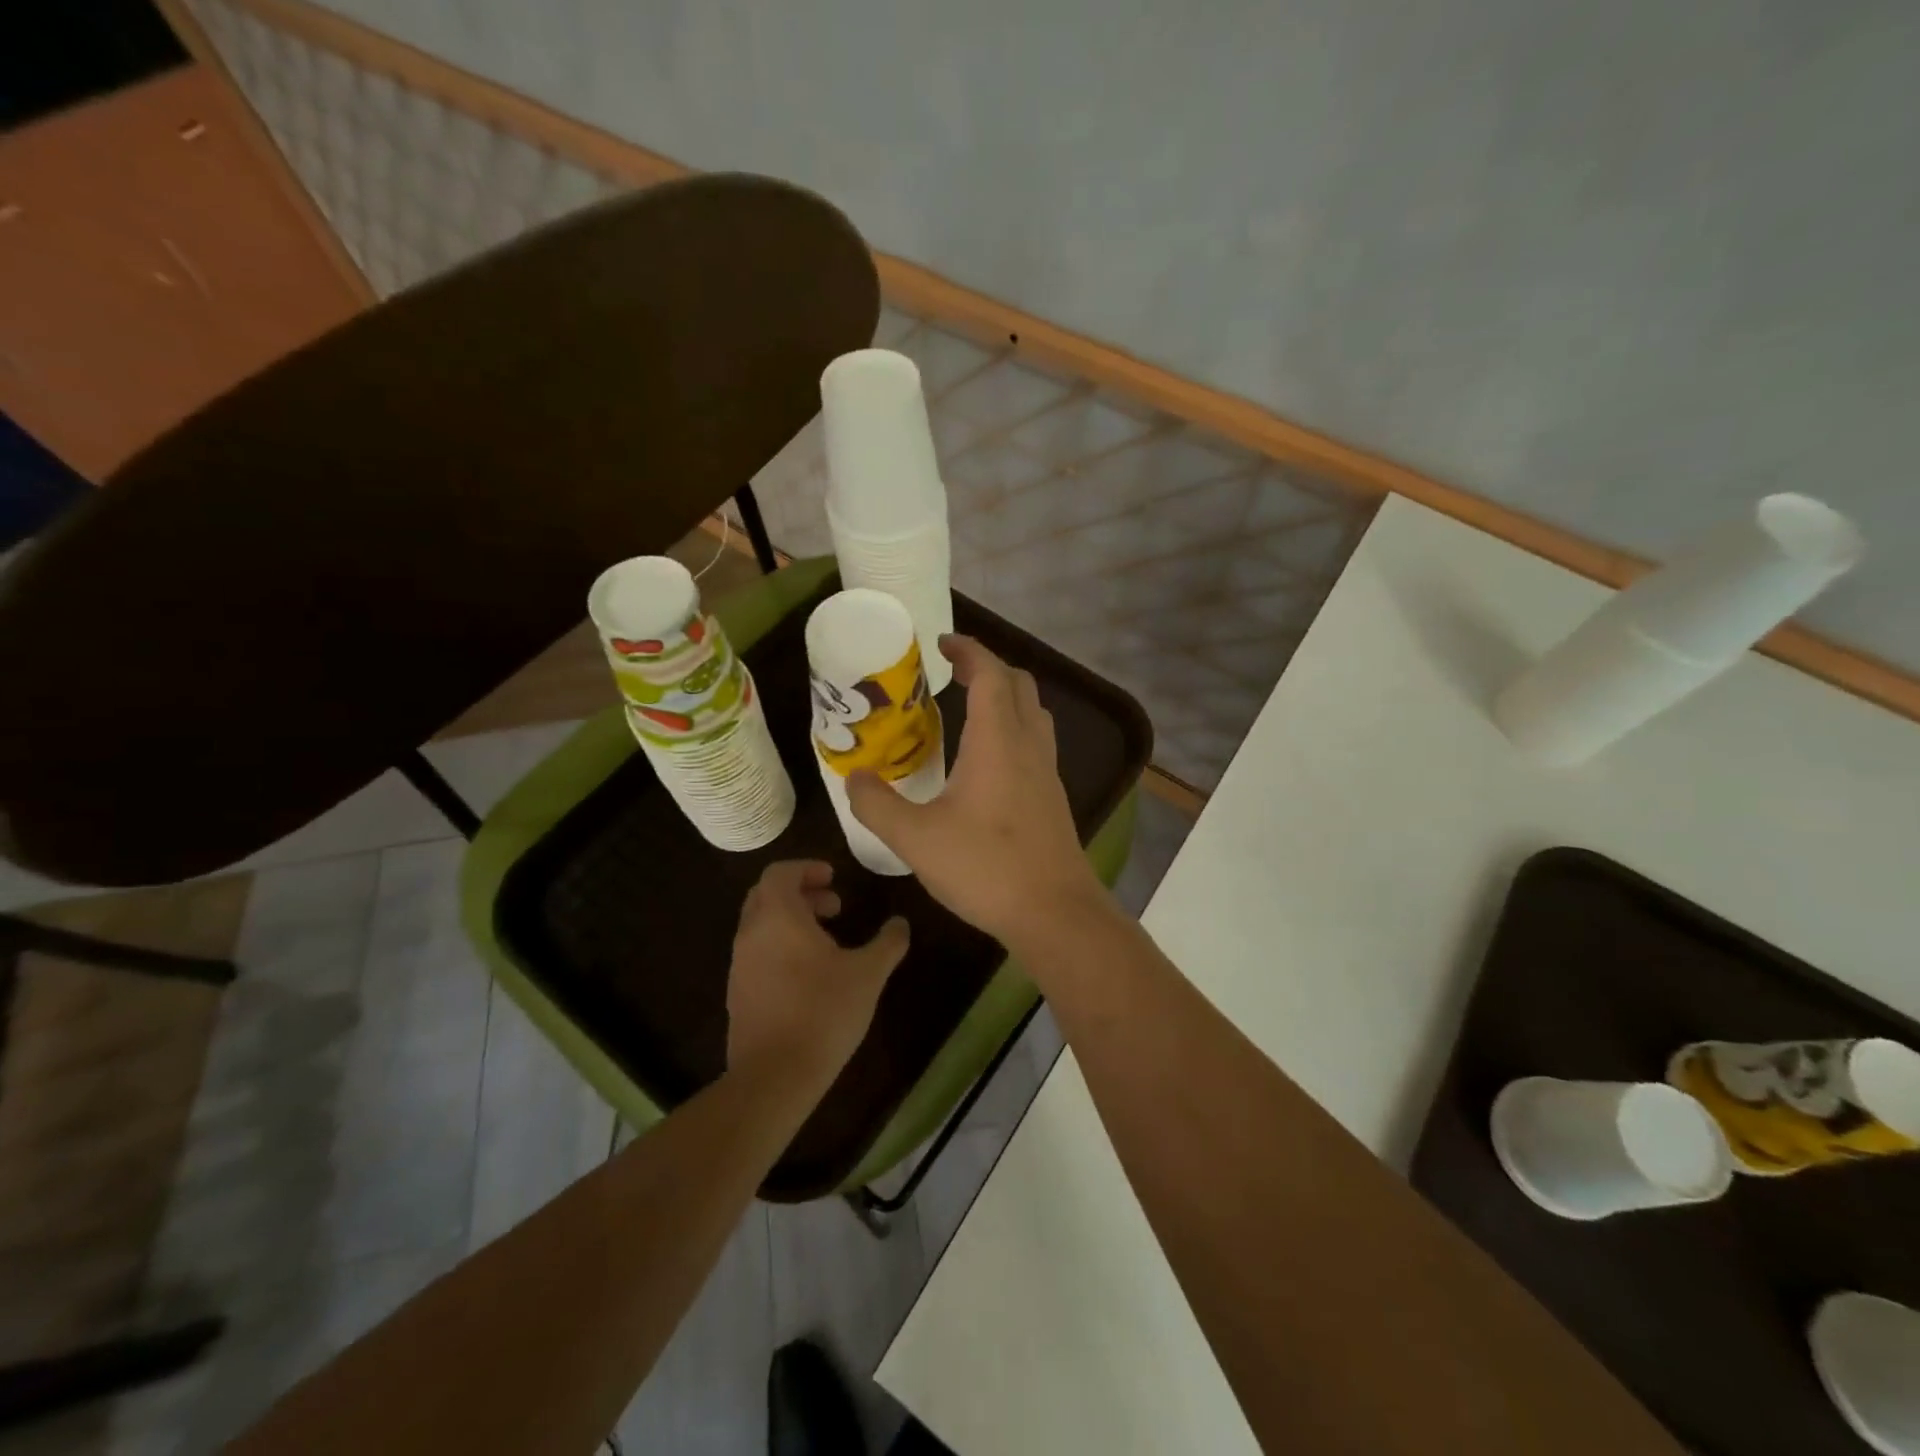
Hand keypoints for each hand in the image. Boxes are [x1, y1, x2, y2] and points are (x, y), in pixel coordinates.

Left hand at [726, 861, 909, 1083]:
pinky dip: (780, 947)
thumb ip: (888, 943)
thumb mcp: (868, 974)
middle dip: (800, 893)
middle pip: (766, 895)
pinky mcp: (738, 994)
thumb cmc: (823, 1012)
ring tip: (827, 941)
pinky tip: (809, 975)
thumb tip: (900, 923)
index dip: (807, 868)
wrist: (774, 1076)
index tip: (833, 878)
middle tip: (834, 907)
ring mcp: (740, 965)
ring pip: (761, 925)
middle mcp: (751, 934)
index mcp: (778, 917)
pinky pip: (757, 953)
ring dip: (791, 921)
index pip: (780, 872)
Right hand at [848, 635, 1106, 948]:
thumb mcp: (915, 838)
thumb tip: (855, 778)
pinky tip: (986, 761)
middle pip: (1018, 684)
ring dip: (1005, 697)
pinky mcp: (1052, 797)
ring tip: (968, 708)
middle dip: (987, 668)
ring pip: (1032, 712)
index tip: (942, 643)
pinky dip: (1012, 728)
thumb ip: (877, 805)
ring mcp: (1046, 771)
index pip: (990, 673)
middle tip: (952, 673)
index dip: (968, 650)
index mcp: (998, 740)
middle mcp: (1028, 745)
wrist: (1054, 912)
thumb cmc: (985, 868)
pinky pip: (1035, 742)